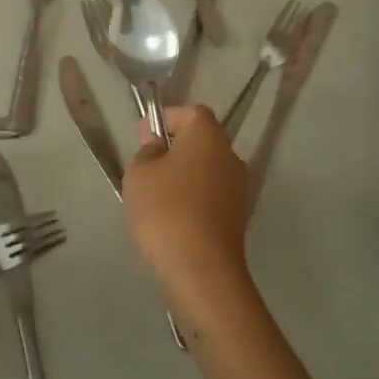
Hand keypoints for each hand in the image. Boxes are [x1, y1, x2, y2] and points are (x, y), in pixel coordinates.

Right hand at [122, 106, 258, 331]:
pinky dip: (195, 197)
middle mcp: (230, 154)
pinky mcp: (239, 213)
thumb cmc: (165, 209)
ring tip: (158, 196)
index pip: (190, 112)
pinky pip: (212, 193)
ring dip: (186, 175)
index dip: (166, 120)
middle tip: (147, 167)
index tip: (144, 138)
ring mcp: (239, 185)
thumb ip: (146, 151)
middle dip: (175, 148)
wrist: (201, 266)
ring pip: (207, 168)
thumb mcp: (139, 174)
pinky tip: (175, 217)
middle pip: (202, 140)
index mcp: (208, 135)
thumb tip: (156, 143)